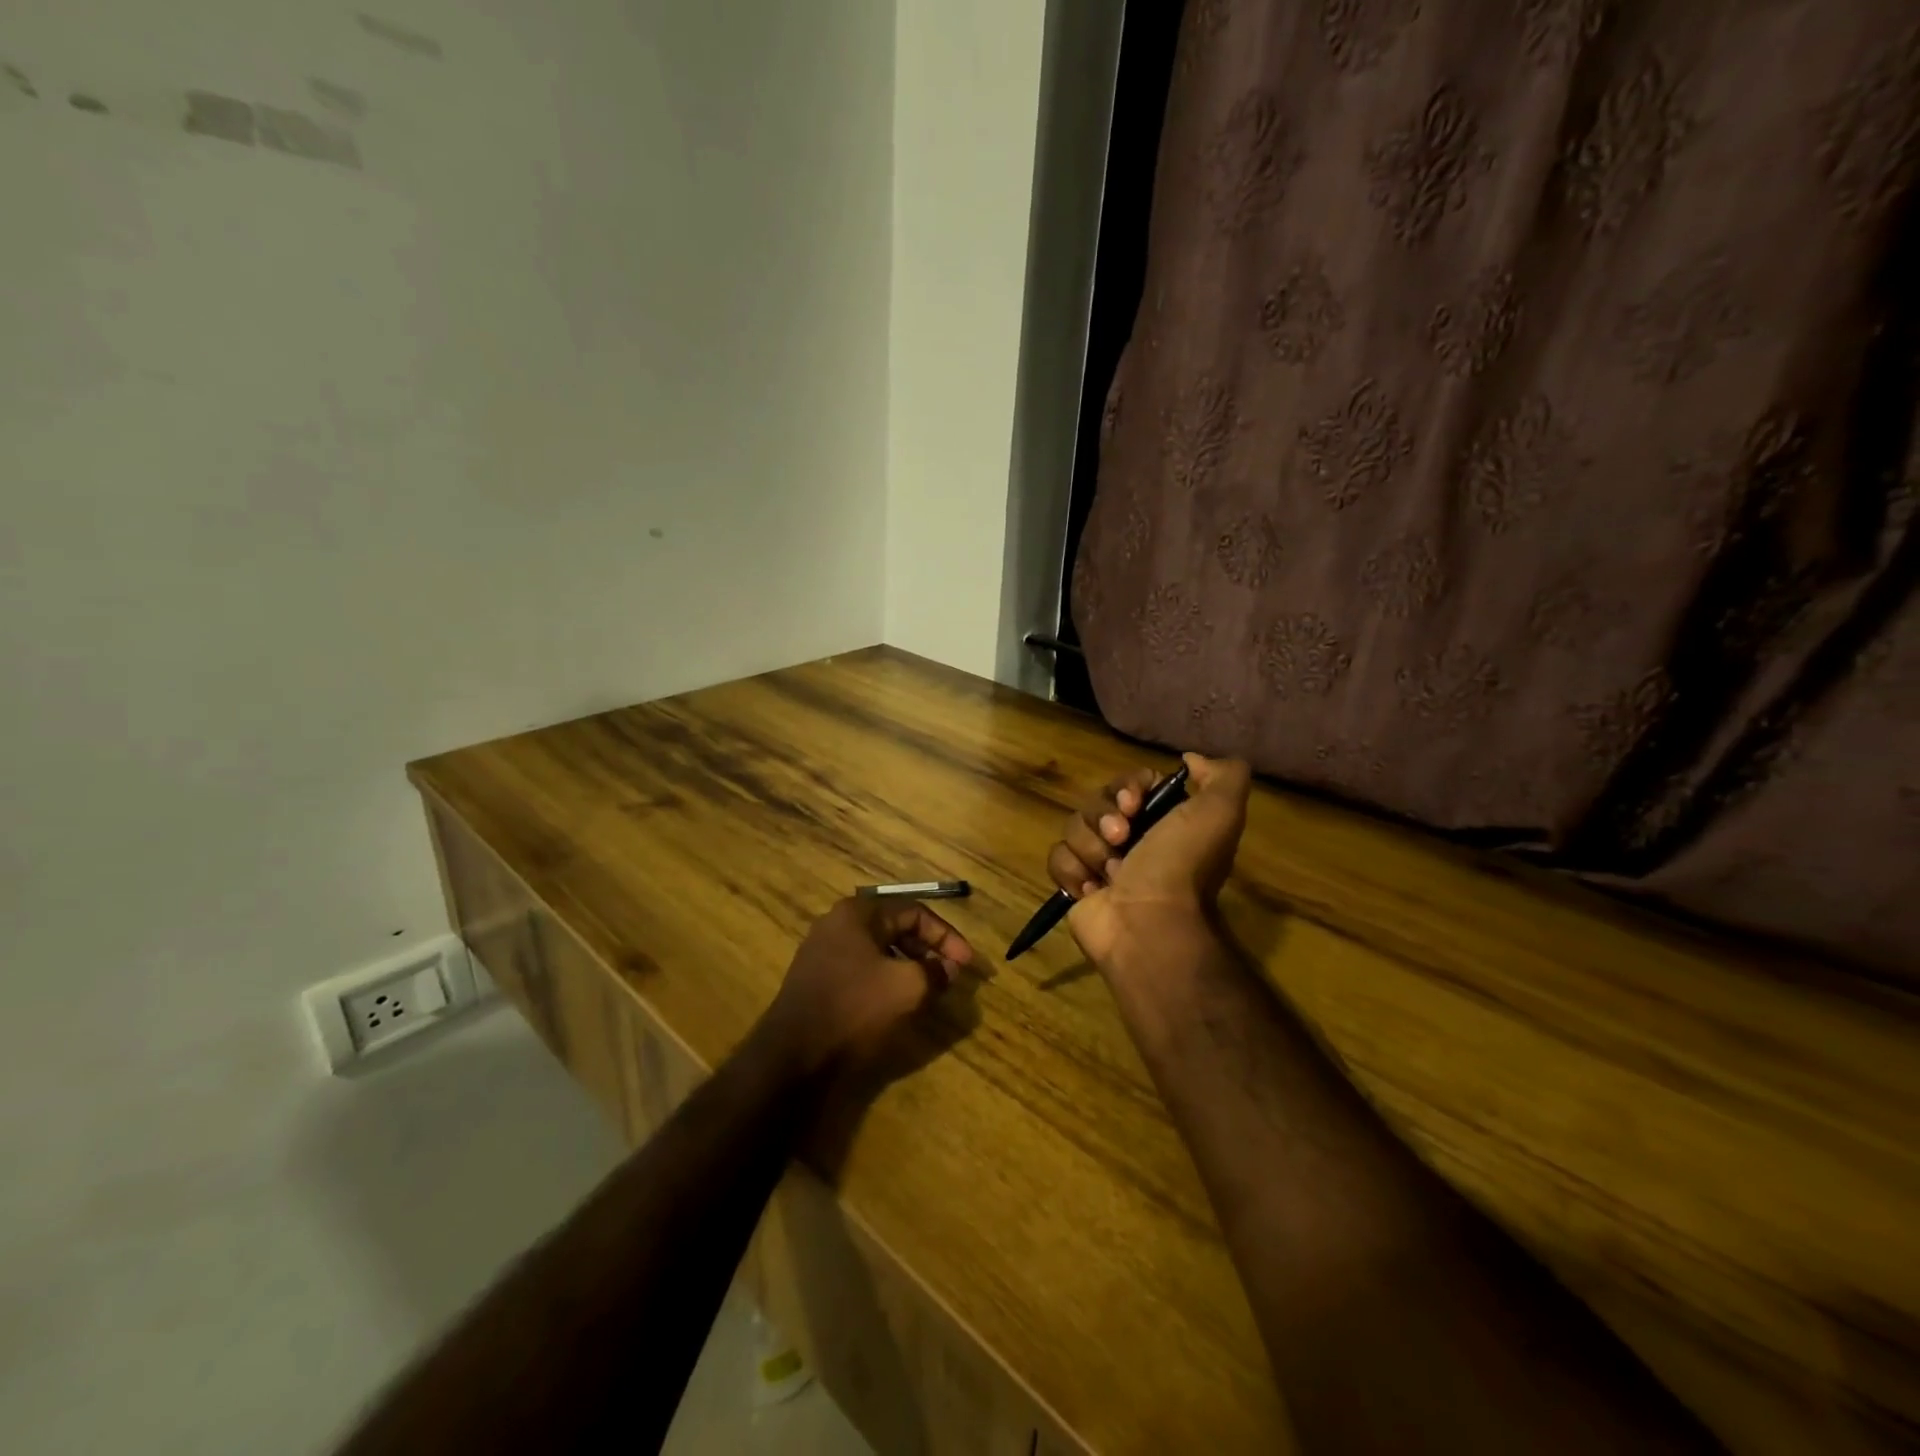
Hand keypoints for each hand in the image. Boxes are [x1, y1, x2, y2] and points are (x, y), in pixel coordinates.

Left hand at [756, 897, 976, 1076]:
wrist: (793, 1056)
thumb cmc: (854, 1009)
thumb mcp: (907, 987)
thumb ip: (935, 971)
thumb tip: (949, 968)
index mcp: (858, 913)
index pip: (914, 912)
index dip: (946, 936)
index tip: (966, 964)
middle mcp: (838, 923)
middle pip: (895, 927)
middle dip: (928, 949)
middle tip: (951, 975)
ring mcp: (823, 951)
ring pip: (879, 949)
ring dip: (909, 964)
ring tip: (930, 988)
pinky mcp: (817, 978)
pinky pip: (862, 968)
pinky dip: (886, 978)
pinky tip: (899, 1000)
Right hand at [1047, 752, 1252, 969]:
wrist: (1149, 925)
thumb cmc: (1180, 866)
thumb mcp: (1220, 812)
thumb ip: (1224, 775)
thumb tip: (1191, 759)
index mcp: (1163, 820)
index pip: (1129, 782)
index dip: (1126, 787)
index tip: (1133, 803)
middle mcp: (1132, 838)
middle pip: (1096, 801)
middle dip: (1104, 816)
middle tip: (1121, 838)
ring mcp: (1101, 862)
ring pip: (1073, 827)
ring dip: (1091, 848)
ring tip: (1111, 873)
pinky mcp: (1076, 884)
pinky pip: (1057, 857)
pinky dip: (1073, 871)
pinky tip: (1093, 889)